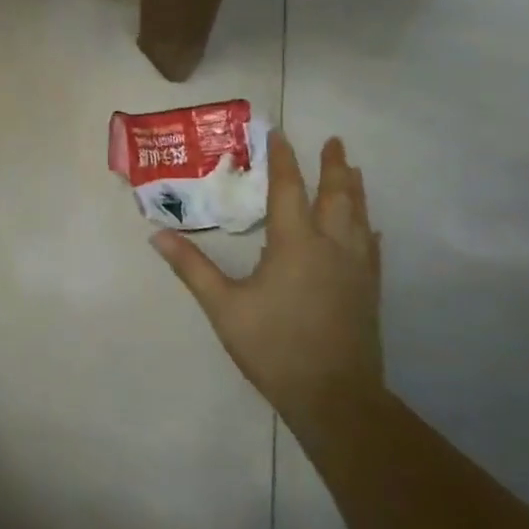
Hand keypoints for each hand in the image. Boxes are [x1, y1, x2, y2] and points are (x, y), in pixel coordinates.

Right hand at [152, 133, 382, 421]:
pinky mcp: (369, 290)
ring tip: (353, 169)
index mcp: (295, 243)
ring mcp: (356, 268)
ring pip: (359, 217)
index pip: (288, 188)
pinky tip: (370, 228)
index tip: (279, 132)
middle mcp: (331, 246)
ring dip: (355, 189)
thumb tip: (157, 235)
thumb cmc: (274, 347)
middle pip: (336, 195)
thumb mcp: (224, 307)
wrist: (334, 396)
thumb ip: (192, 268)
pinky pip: (372, 248)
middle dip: (333, 165)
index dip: (283, 158)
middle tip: (334, 140)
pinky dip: (368, 229)